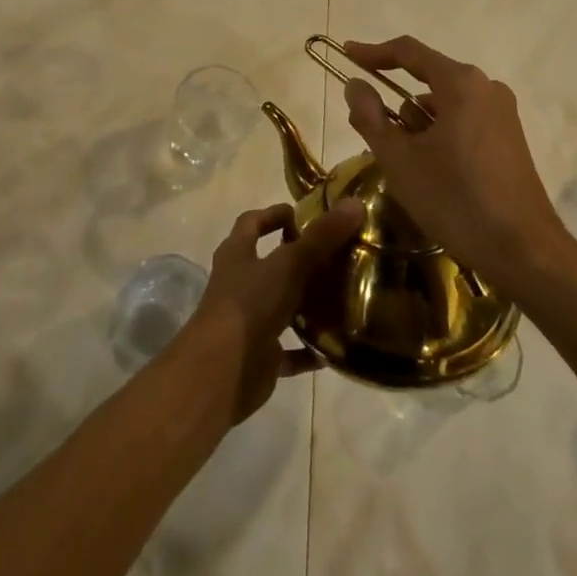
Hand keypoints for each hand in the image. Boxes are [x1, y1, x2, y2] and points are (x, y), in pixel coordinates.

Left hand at [175, 199, 364, 422]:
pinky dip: (310, 348)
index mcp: (237, 254)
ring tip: (343, 295)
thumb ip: (321, 236)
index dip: (274, 214)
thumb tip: (355, 203)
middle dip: (298, 258)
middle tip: (336, 254)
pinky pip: (290, 349)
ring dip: (306, 302)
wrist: (221, 373)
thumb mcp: (288, 264)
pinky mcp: (260, 356)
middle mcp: (239, 283)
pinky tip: (337, 346)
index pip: (252, 222)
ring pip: (281, 305)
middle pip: (269, 263)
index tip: (304, 214)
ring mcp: (249, 321)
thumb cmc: (249, 304)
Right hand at [341, 36, 568, 292]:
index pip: (408, 52)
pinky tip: (428, 171)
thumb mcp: (400, 160)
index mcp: (461, 84)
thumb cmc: (456, 200)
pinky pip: (462, 121)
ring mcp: (502, 114)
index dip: (373, 52)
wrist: (525, 252)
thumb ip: (370, 117)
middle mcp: (486, 88)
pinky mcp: (509, 139)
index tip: (346, 54)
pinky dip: (438, 135)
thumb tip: (355, 85)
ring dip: (417, 124)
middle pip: (427, 79)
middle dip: (395, 101)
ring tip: (399, 161)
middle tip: (368, 127)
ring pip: (444, 104)